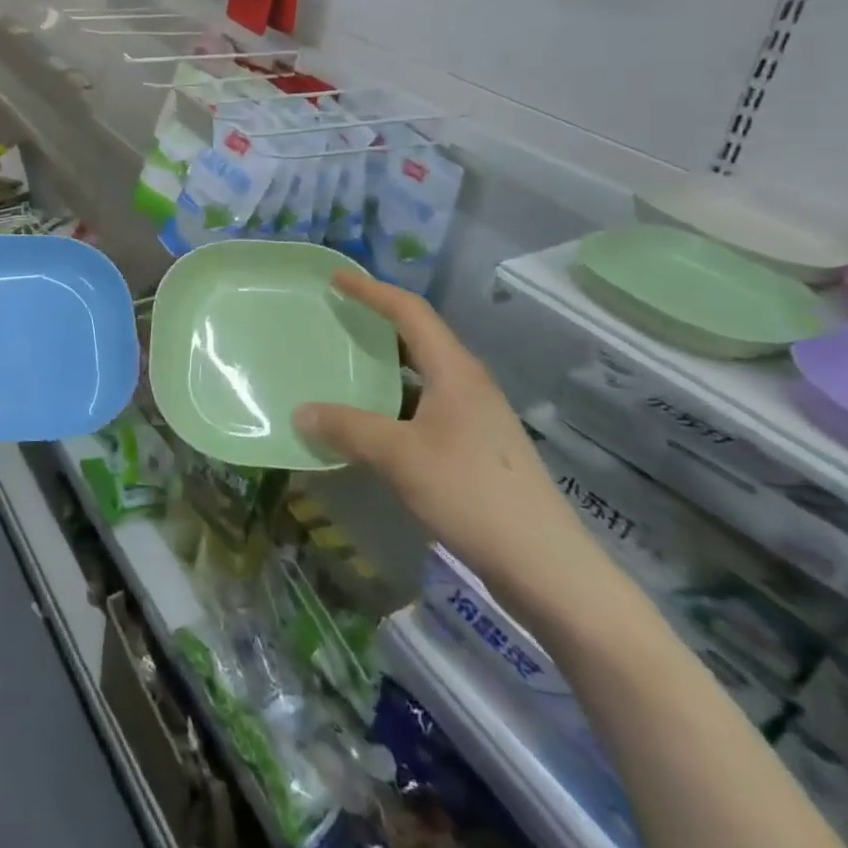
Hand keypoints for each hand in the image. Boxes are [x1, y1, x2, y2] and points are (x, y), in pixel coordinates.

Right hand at [293, 272, 608, 627]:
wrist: (546, 567)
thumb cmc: (472, 494)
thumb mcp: (400, 457)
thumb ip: (348, 429)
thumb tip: (301, 412)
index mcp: (455, 371)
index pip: (410, 311)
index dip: (372, 290)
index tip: (336, 279)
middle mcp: (468, 384)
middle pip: (417, 339)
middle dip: (376, 325)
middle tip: (335, 321)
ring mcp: (475, 417)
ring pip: (421, 377)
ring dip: (383, 369)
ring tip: (343, 370)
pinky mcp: (476, 448)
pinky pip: (425, 408)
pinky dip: (393, 405)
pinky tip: (370, 427)